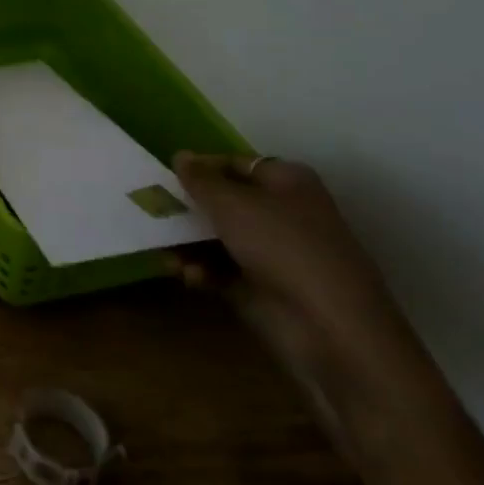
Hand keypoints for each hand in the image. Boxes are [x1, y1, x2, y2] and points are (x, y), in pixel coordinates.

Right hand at [169, 153, 428, 431]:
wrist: (330, 329)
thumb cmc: (283, 248)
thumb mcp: (232, 205)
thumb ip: (201, 180)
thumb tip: (180, 155)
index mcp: (287, 182)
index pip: (236, 164)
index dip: (201, 169)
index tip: (164, 177)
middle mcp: (283, 213)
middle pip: (225, 203)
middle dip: (189, 211)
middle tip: (153, 214)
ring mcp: (274, 254)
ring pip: (219, 239)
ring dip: (190, 246)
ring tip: (167, 256)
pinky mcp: (263, 288)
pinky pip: (223, 271)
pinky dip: (203, 271)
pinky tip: (189, 277)